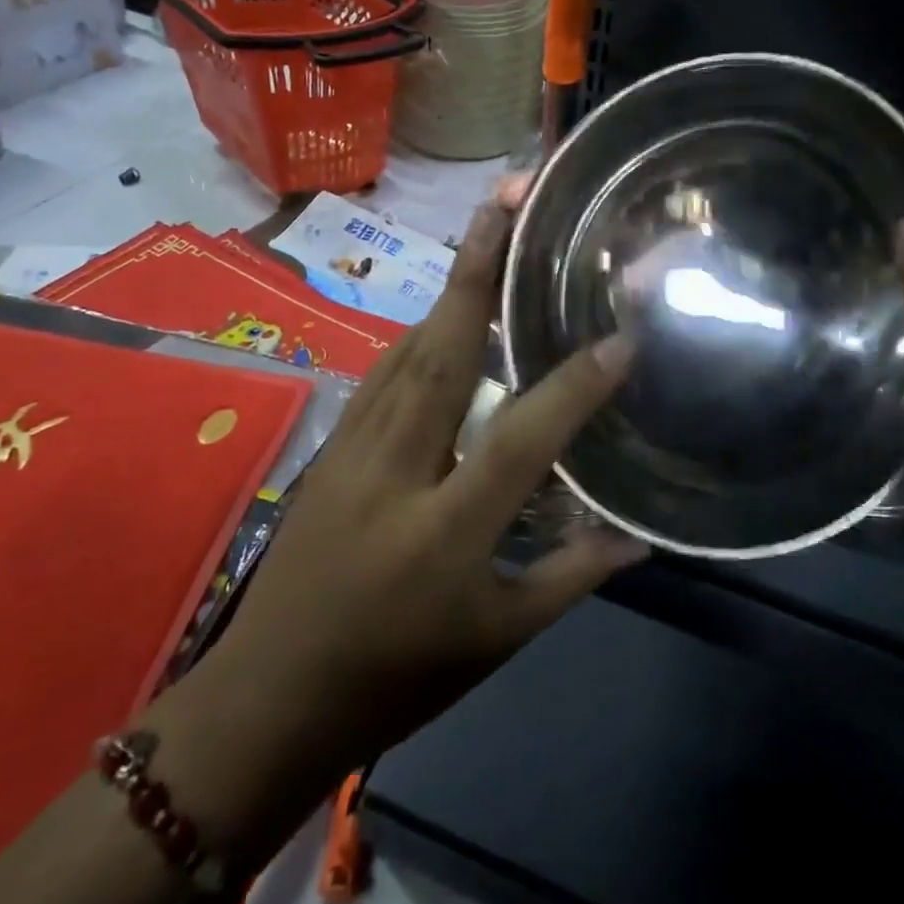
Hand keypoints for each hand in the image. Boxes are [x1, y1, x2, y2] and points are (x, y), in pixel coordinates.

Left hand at [204, 201, 645, 784]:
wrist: (263, 703)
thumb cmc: (392, 679)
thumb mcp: (496, 640)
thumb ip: (573, 577)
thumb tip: (640, 537)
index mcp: (444, 528)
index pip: (520, 437)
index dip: (574, 388)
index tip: (620, 340)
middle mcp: (396, 468)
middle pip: (440, 350)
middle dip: (478, 267)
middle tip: (509, 199)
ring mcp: (352, 448)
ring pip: (408, 347)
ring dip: (451, 285)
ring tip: (488, 232)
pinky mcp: (331, 445)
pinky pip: (386, 371)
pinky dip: (423, 329)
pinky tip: (447, 312)